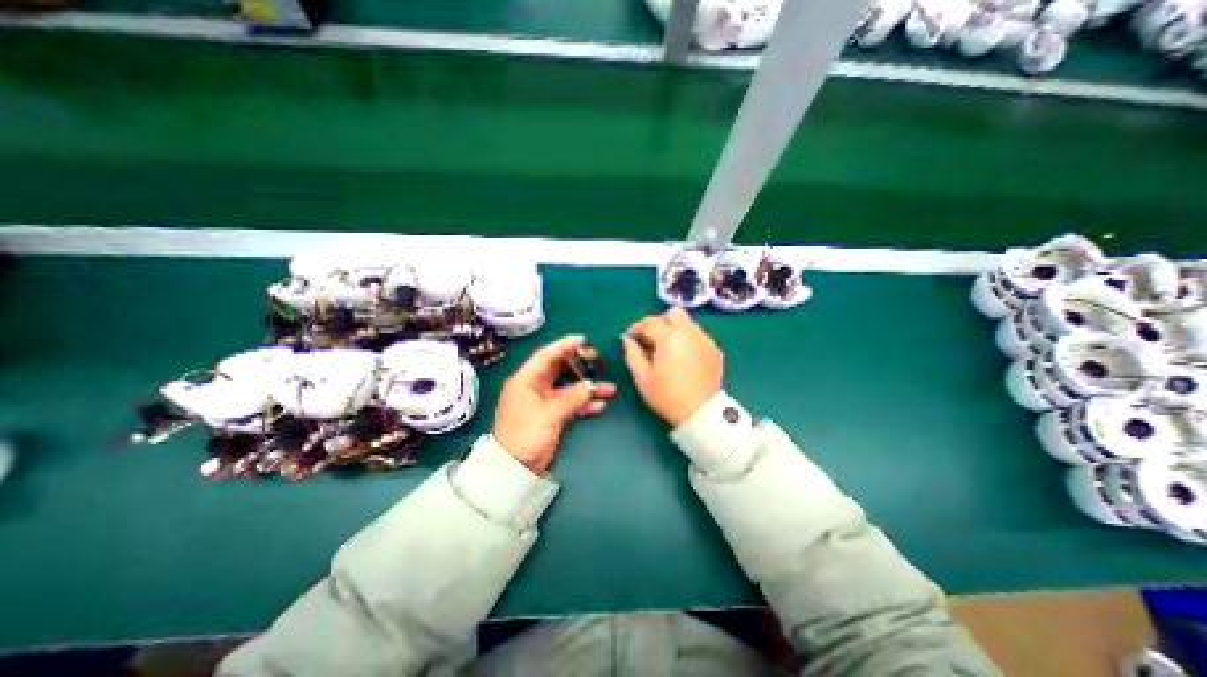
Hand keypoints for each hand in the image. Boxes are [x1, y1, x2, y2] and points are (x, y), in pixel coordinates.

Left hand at [495, 334, 616, 473]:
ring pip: (569, 388)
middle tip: (598, 360)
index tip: (582, 339)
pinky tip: (601, 405)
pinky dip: (584, 404)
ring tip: (609, 387)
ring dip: (587, 388)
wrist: (514, 468)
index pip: (546, 356)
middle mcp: (535, 387)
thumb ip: (571, 398)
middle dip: (579, 365)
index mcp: (526, 380)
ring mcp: (544, 402)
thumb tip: (591, 385)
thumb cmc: (524, 434)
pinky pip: (571, 404)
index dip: (563, 346)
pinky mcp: (552, 416)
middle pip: (559, 370)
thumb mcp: (548, 414)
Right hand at [623, 308, 714, 424]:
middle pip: (673, 313)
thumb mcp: (642, 377)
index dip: (636, 328)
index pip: (650, 323)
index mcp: (670, 337)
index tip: (630, 339)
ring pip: (687, 323)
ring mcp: (705, 340)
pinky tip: (682, 357)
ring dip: (674, 330)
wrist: (700, 412)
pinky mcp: (714, 350)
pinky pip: (697, 336)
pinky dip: (687, 340)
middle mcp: (690, 332)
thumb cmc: (666, 396)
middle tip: (650, 338)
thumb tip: (627, 340)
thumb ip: (632, 354)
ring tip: (666, 349)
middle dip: (659, 322)